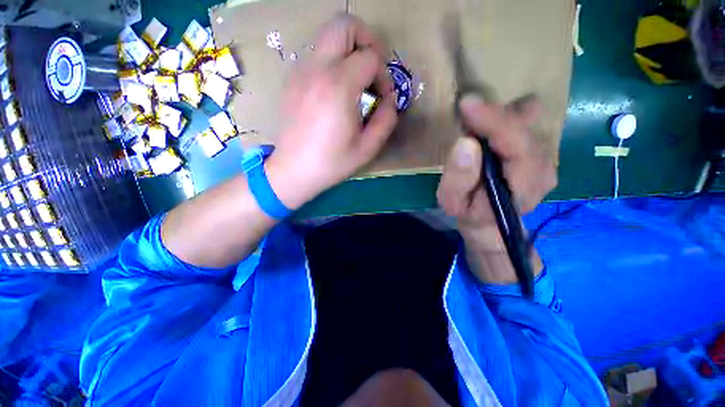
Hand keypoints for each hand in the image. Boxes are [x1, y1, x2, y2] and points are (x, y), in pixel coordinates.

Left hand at [266, 14, 397, 208]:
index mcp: (338, 87)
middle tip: (372, 71)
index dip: (384, 75)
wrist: (293, 170)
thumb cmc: (331, 163)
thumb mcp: (367, 148)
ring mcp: (300, 72)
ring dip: (349, 52)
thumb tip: (390, 100)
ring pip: (328, 38)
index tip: (383, 98)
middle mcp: (317, 69)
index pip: (370, 57)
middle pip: (344, 25)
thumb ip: (386, 119)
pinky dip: (332, 64)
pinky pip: (317, 57)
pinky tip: (335, 93)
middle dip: (366, 41)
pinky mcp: (292, 80)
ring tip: (355, 84)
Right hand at [437, 95, 556, 253]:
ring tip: (475, 119)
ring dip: (499, 115)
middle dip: (494, 115)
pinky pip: (526, 122)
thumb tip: (466, 142)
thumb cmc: (469, 212)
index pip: (517, 144)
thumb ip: (458, 178)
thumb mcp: (453, 202)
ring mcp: (546, 157)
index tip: (468, 104)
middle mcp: (544, 167)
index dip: (493, 121)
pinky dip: (505, 117)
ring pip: (528, 121)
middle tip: (466, 112)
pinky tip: (489, 124)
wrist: (489, 221)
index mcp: (524, 186)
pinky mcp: (540, 150)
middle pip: (525, 127)